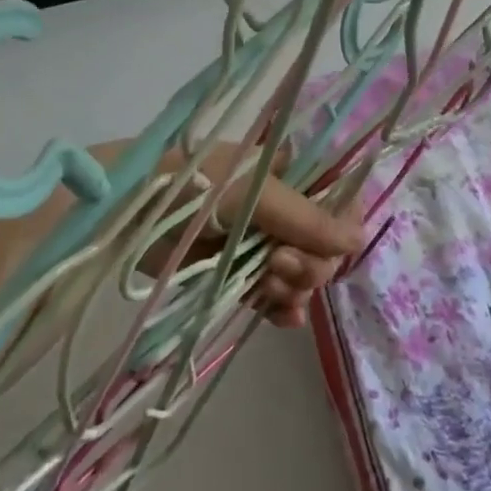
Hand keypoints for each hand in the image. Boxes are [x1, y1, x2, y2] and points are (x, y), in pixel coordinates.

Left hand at [129, 141, 364, 328]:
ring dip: (294, 286)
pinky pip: (276, 296)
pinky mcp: (239, 273)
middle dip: (310, 262)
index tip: (326, 243)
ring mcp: (261, 242)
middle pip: (325, 245)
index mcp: (291, 174)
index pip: (340, 200)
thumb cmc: (194, 185)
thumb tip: (359, 239)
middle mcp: (283, 208)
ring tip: (266, 285)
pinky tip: (283, 316)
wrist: (130, 214)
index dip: (341, 227)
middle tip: (277, 262)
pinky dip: (282, 307)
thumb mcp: (255, 193)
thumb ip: (308, 219)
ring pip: (303, 274)